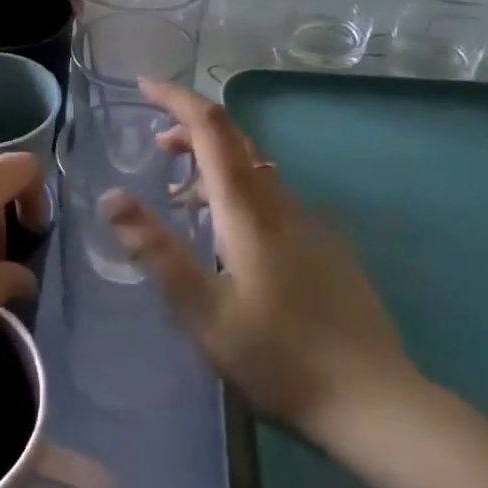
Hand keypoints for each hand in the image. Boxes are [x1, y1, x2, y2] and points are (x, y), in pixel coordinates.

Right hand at [104, 80, 420, 436]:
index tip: (144, 85)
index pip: (210, 129)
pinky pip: (272, 198)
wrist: (375, 402)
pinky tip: (228, 237)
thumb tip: (112, 196)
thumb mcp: (204, 313)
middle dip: (191, 128)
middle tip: (156, 146)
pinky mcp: (324, 246)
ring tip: (180, 195)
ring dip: (213, 164)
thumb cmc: (280, 358)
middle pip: (234, 140)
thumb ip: (157, 252)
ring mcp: (308, 223)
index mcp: (247, 210)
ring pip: (254, 169)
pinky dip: (238, 192)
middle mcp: (279, 203)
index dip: (176, 99)